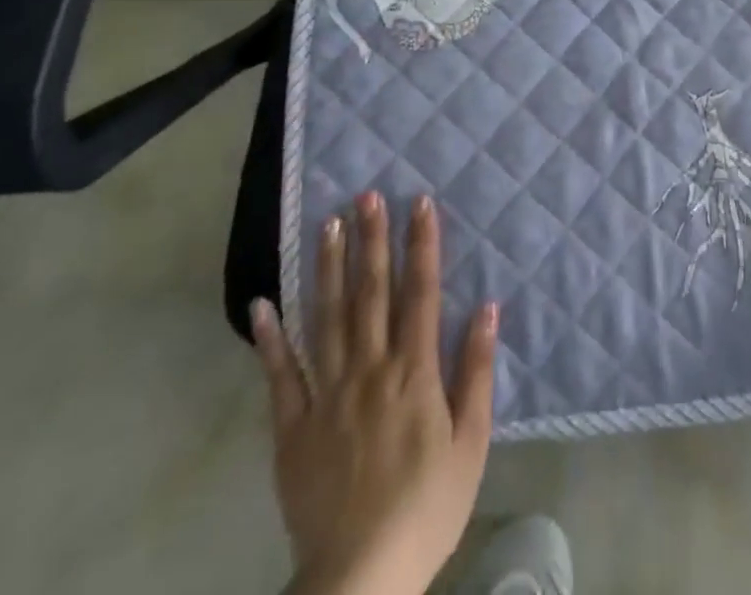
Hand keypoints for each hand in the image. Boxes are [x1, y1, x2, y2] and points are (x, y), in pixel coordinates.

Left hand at [250, 191, 499, 594]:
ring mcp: (327, 394)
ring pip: (327, 318)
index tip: (418, 202)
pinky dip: (270, 338)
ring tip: (328, 225)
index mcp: (414, 371)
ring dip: (327, 268)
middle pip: (371, 293)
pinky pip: (280, 375)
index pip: (420, 292)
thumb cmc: (428, 506)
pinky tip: (262, 303)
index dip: (421, 244)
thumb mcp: (471, 442)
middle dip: (371, 240)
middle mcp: (370, 369)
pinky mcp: (293, 427)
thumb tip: (488, 307)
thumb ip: (477, 371)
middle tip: (366, 194)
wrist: (360, 578)